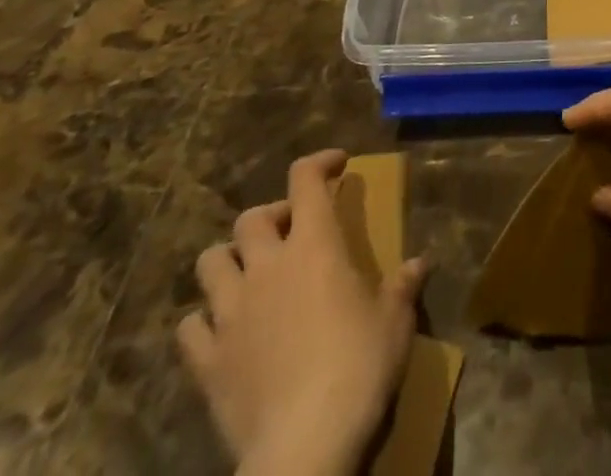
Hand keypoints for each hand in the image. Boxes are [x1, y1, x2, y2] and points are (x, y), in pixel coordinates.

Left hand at [177, 149, 426, 475]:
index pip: (305, 179)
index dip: (319, 163)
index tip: (337, 165)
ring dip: (229, 260)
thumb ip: (403, 287)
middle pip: (251, 217)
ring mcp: (231, 313)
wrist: (303, 449)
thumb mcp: (395, 324)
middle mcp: (267, 266)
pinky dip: (202, 323)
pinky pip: (189, 328)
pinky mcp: (207, 361)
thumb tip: (421, 263)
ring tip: (249, 275)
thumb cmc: (358, 370)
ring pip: (210, 263)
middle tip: (291, 232)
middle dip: (271, 216)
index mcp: (314, 245)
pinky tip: (221, 334)